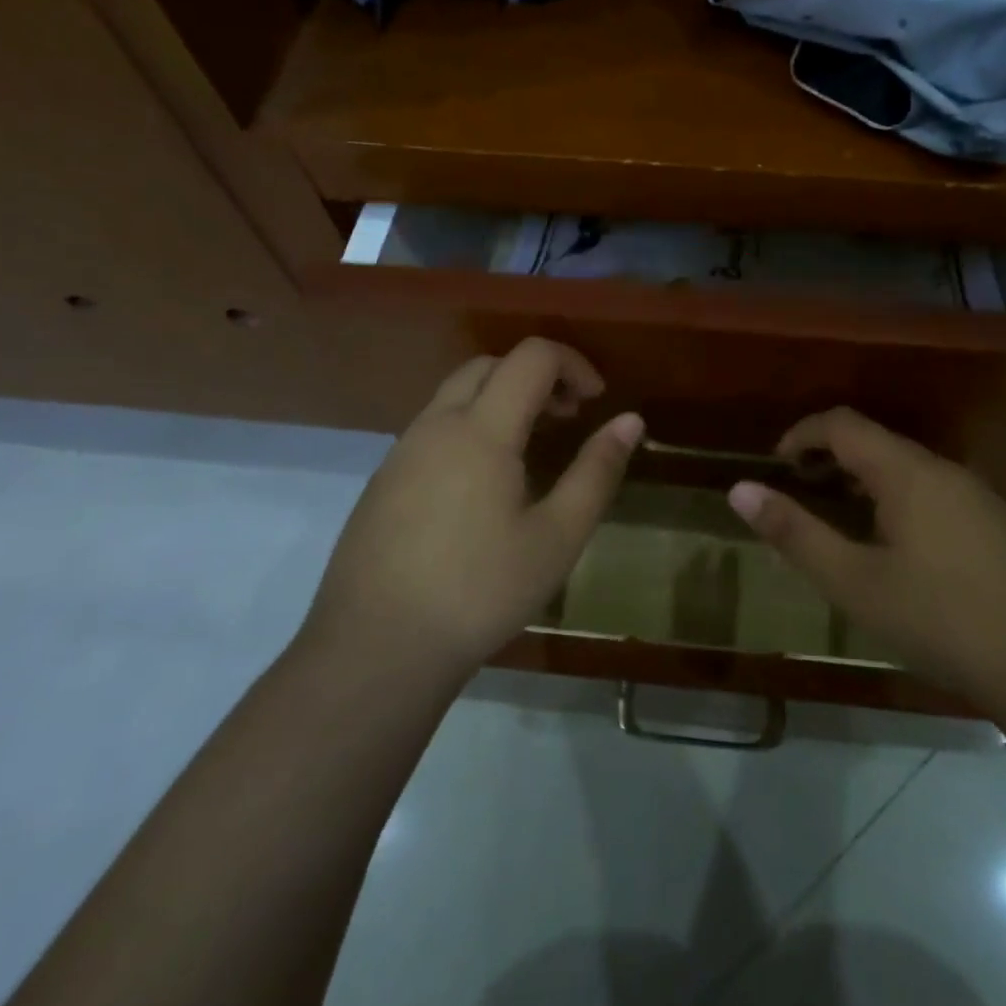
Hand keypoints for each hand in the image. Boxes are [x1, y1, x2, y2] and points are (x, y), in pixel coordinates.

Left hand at [300, 339, 642, 679]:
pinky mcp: (383, 480)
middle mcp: (436, 424)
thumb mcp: (557, 537)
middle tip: (566, 418)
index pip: (532, 357)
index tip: (595, 401)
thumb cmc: (479, 591)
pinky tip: (482, 485)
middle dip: (536, 376)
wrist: (375, 648)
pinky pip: (433, 428)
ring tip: (530, 449)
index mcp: (481, 429)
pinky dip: (470, 427)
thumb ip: (596, 472)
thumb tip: (631, 420)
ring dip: (501, 400)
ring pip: (456, 394)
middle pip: (490, 365)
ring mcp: (402, 451)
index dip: (572, 364)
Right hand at [727, 408, 1005, 702]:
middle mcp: (942, 469)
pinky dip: (894, 499)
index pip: (842, 424)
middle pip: (875, 442)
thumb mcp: (854, 582)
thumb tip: (739, 490)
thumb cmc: (942, 619)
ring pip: (905, 468)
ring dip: (862, 480)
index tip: (774, 465)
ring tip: (838, 521)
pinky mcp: (995, 524)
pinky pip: (931, 491)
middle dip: (829, 458)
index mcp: (906, 471)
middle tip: (799, 495)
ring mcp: (975, 495)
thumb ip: (794, 533)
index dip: (801, 434)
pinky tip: (894, 549)